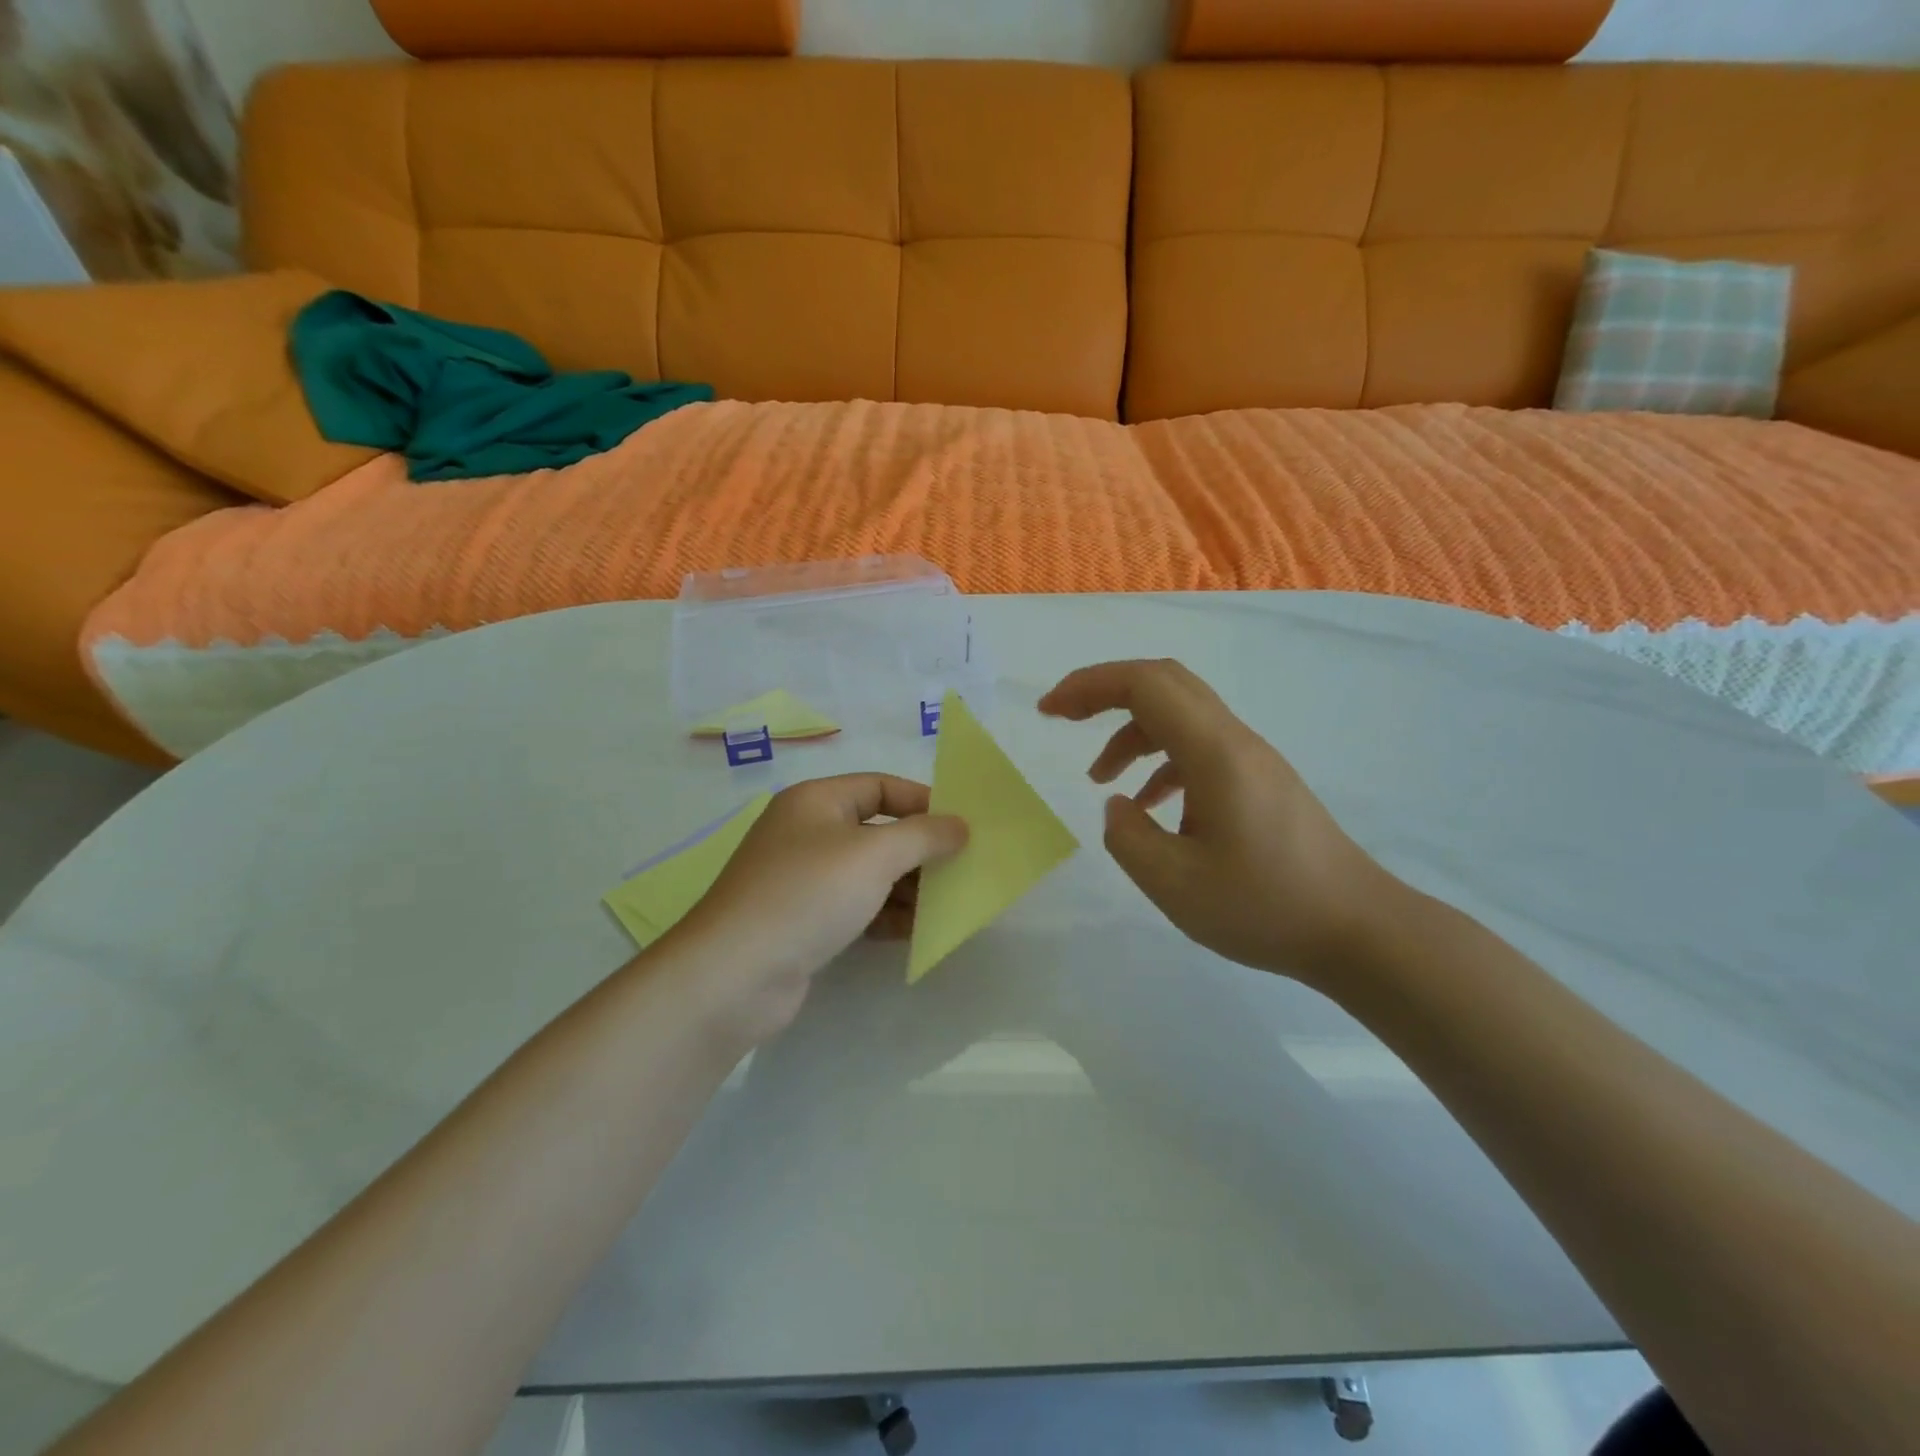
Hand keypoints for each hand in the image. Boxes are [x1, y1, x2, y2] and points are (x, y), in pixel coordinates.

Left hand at [661, 775, 967, 1043]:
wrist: (735, 976)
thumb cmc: (807, 895)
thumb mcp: (873, 855)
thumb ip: (924, 836)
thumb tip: (960, 826)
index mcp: (816, 801)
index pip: (881, 786)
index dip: (924, 802)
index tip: (962, 828)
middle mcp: (807, 833)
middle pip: (877, 831)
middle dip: (920, 850)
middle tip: (961, 870)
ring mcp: (803, 880)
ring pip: (869, 873)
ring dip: (908, 887)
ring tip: (947, 905)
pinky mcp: (804, 921)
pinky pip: (857, 907)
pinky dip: (886, 915)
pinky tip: (916, 933)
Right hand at [1039, 659, 1397, 988]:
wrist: (1357, 930)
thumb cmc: (1265, 907)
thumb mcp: (1174, 884)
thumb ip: (1127, 837)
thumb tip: (1119, 804)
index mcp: (1214, 753)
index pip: (1145, 684)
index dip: (1090, 685)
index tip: (1049, 711)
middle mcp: (1235, 741)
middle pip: (1164, 683)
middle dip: (1105, 692)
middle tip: (1064, 719)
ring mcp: (1252, 759)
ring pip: (1180, 716)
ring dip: (1132, 733)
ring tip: (1101, 780)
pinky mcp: (1260, 782)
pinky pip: (1199, 748)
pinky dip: (1161, 761)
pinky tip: (1151, 806)